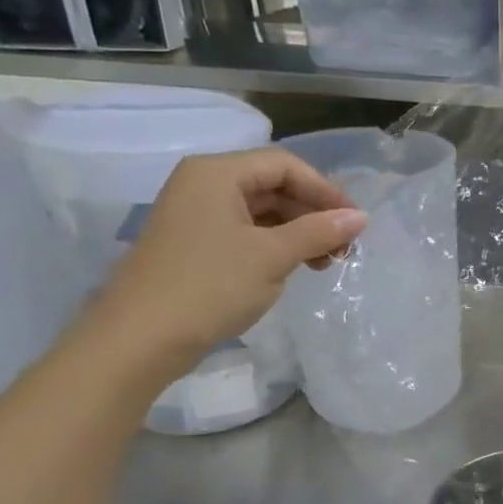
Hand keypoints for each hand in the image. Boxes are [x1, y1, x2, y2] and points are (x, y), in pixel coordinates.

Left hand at [87, 147, 367, 371]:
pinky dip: (277, 246)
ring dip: (300, 233)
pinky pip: (247, 233)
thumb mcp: (273, 256)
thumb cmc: (210, 286)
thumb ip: (319, 231)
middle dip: (314, 214)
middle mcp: (204, 185)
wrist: (141, 338)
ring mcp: (197, 216)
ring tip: (325, 263)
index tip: (354, 223)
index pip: (284, 166)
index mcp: (217, 174)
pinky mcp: (196, 245)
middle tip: (344, 248)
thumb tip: (361, 217)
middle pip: (274, 186)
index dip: (325, 190)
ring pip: (263, 212)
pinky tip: (295, 268)